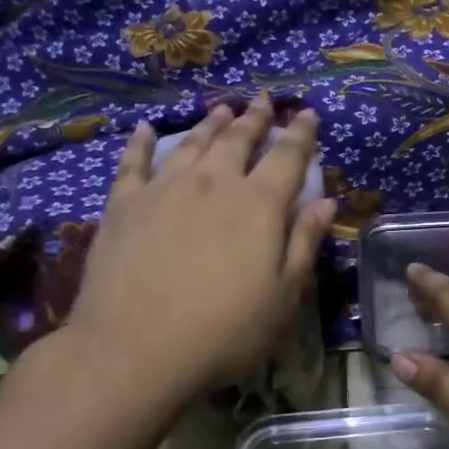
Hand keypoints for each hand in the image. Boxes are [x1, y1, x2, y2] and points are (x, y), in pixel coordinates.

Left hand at [62, 96, 336, 399]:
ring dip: (210, 123)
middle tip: (264, 100)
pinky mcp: (124, 205)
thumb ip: (305, 243)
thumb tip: (325, 202)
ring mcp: (165, 189)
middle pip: (239, 140)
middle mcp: (214, 184)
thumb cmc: (225, 329)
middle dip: (256, 118)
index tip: (308, 113)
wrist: (135, 348)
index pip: (288, 157)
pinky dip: (140, 143)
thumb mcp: (284, 295)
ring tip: (222, 108)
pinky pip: (133, 163)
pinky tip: (143, 129)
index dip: (301, 133)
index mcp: (259, 204)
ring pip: (192, 143)